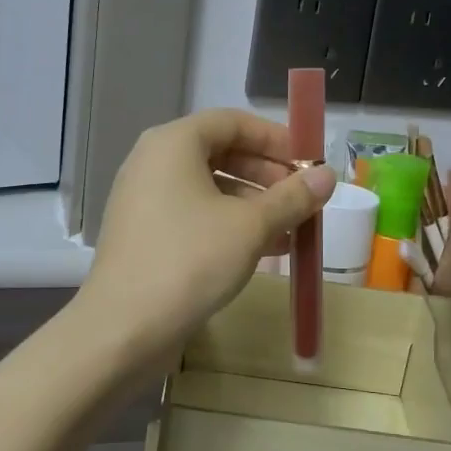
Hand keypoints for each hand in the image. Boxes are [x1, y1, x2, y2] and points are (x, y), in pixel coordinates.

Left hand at [80, 109, 335, 355]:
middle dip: (268, 175)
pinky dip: (229, 225)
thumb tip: (327, 175)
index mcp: (173, 143)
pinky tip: (265, 251)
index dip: (275, 139)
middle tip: (303, 198)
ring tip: (293, 230)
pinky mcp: (145, 234)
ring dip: (254, 205)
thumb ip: (292, 197)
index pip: (232, 121)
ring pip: (210, 189)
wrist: (123, 328)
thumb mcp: (250, 226)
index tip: (308, 162)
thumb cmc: (189, 261)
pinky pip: (195, 215)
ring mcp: (144, 200)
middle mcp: (153, 162)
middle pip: (221, 153)